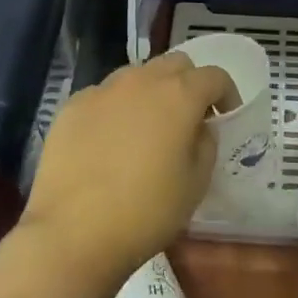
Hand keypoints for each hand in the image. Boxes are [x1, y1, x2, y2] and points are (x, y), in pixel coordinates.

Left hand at [16, 52, 237, 286]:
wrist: (73, 233)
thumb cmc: (147, 211)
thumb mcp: (196, 183)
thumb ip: (205, 144)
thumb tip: (197, 127)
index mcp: (179, 95)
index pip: (214, 76)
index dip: (226, 94)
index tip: (225, 118)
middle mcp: (141, 81)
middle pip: (175, 64)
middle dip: (189, 84)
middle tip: (188, 118)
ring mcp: (102, 91)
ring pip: (136, 75)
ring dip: (151, 93)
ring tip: (146, 129)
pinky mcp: (71, 107)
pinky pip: (104, 96)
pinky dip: (116, 109)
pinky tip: (109, 143)